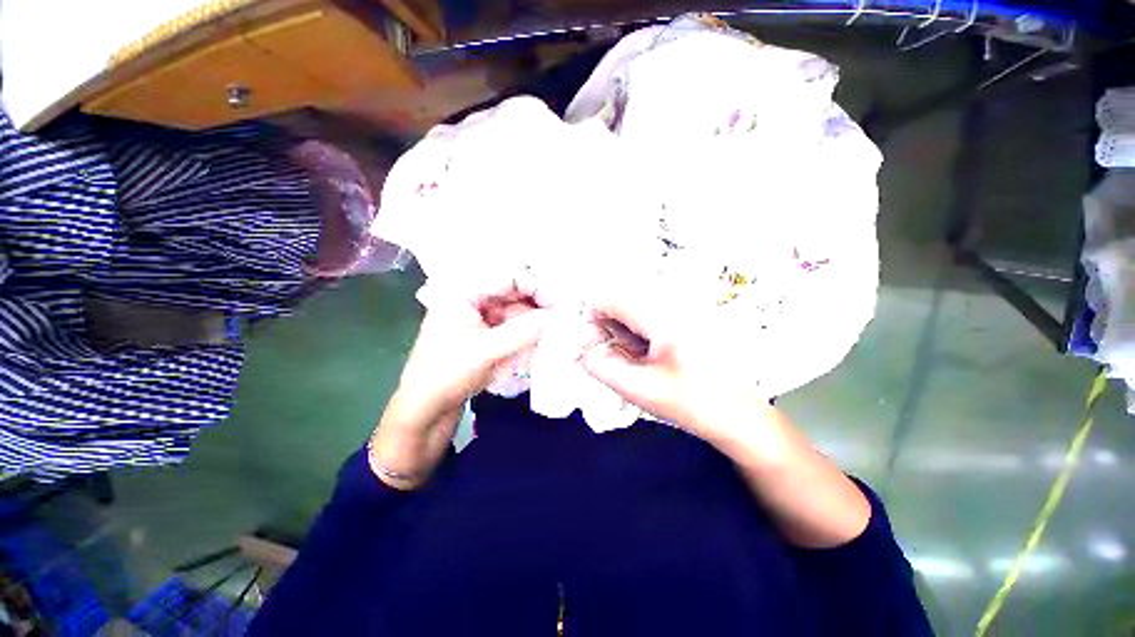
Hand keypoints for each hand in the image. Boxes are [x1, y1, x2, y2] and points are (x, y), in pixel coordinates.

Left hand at [369, 282, 548, 488]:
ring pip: (516, 309)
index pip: (506, 276)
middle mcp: (472, 298)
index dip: (535, 285)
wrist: (425, 410)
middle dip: (538, 301)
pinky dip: (527, 329)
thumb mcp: (488, 351)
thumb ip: (525, 330)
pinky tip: (543, 335)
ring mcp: (479, 316)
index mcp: (462, 291)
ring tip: (558, 326)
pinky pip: (512, 324)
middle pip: (513, 291)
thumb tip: (560, 314)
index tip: (559, 300)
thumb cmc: (447, 374)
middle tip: (564, 314)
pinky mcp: (486, 333)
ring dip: (535, 317)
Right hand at [580, 280, 771, 450]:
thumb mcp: (639, 389)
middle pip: (622, 299)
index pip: (609, 298)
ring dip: (627, 330)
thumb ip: (601, 366)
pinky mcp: (691, 313)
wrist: (741, 415)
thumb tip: (582, 347)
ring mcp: (686, 305)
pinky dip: (643, 331)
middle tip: (623, 357)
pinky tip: (656, 354)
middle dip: (612, 327)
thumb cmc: (692, 404)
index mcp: (663, 316)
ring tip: (642, 358)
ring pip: (635, 306)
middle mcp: (674, 301)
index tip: (597, 346)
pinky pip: (652, 312)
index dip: (593, 320)